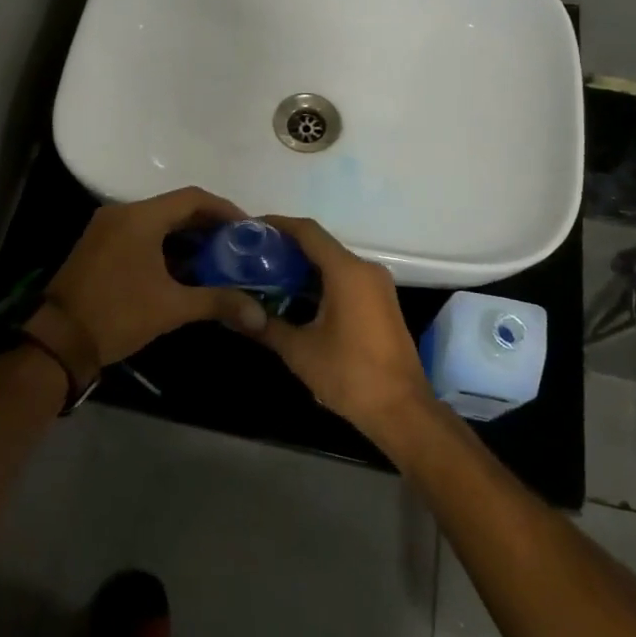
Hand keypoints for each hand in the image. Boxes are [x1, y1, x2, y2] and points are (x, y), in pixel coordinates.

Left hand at [43, 187, 268, 368]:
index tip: (248, 227)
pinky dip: (165, 245)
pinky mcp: (99, 245)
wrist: (60, 340)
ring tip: (218, 256)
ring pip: (157, 222)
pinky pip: (140, 234)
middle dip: (207, 224)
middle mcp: (122, 214)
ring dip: (186, 236)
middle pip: (175, 207)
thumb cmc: (118, 315)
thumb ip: (218, 302)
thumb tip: (259, 314)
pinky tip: (186, 268)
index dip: (224, 209)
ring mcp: (107, 228)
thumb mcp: (172, 308)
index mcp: (140, 217)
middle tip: (237, 244)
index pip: (192, 198)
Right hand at [238, 216, 435, 440]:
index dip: (277, 225)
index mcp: (347, 272)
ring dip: (302, 268)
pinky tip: (294, 298)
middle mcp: (365, 270)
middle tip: (252, 257)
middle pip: (320, 245)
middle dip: (285, 249)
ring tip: (266, 277)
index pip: (307, 232)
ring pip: (333, 264)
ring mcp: (377, 286)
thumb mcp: (299, 350)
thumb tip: (234, 314)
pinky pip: (345, 279)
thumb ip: (265, 325)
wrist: (402, 411)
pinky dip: (319, 282)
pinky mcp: (381, 303)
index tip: (251, 229)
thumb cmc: (350, 374)